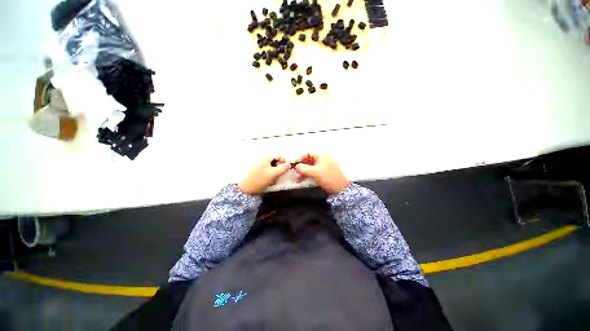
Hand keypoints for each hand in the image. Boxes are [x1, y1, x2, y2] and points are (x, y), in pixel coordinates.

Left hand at [238, 157, 290, 194]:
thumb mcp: (274, 174)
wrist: (245, 188)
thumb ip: (283, 168)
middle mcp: (260, 157)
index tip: (288, 167)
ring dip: (274, 170)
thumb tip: (289, 164)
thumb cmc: (260, 179)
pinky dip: (269, 172)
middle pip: (274, 160)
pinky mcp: (254, 168)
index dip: (285, 161)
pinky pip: (265, 168)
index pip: (278, 155)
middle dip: (279, 166)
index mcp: (265, 156)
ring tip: (275, 178)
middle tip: (281, 174)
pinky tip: (269, 179)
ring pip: (270, 165)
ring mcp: (256, 162)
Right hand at [295, 154, 348, 193]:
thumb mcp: (314, 172)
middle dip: (301, 167)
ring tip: (298, 179)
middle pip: (309, 161)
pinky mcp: (324, 175)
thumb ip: (303, 168)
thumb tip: (296, 166)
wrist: (340, 189)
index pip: (308, 154)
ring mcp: (324, 168)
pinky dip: (308, 176)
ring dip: (303, 173)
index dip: (301, 158)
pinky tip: (303, 180)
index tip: (295, 164)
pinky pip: (314, 173)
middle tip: (296, 174)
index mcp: (322, 157)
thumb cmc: (328, 178)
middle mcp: (323, 161)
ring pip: (311, 168)